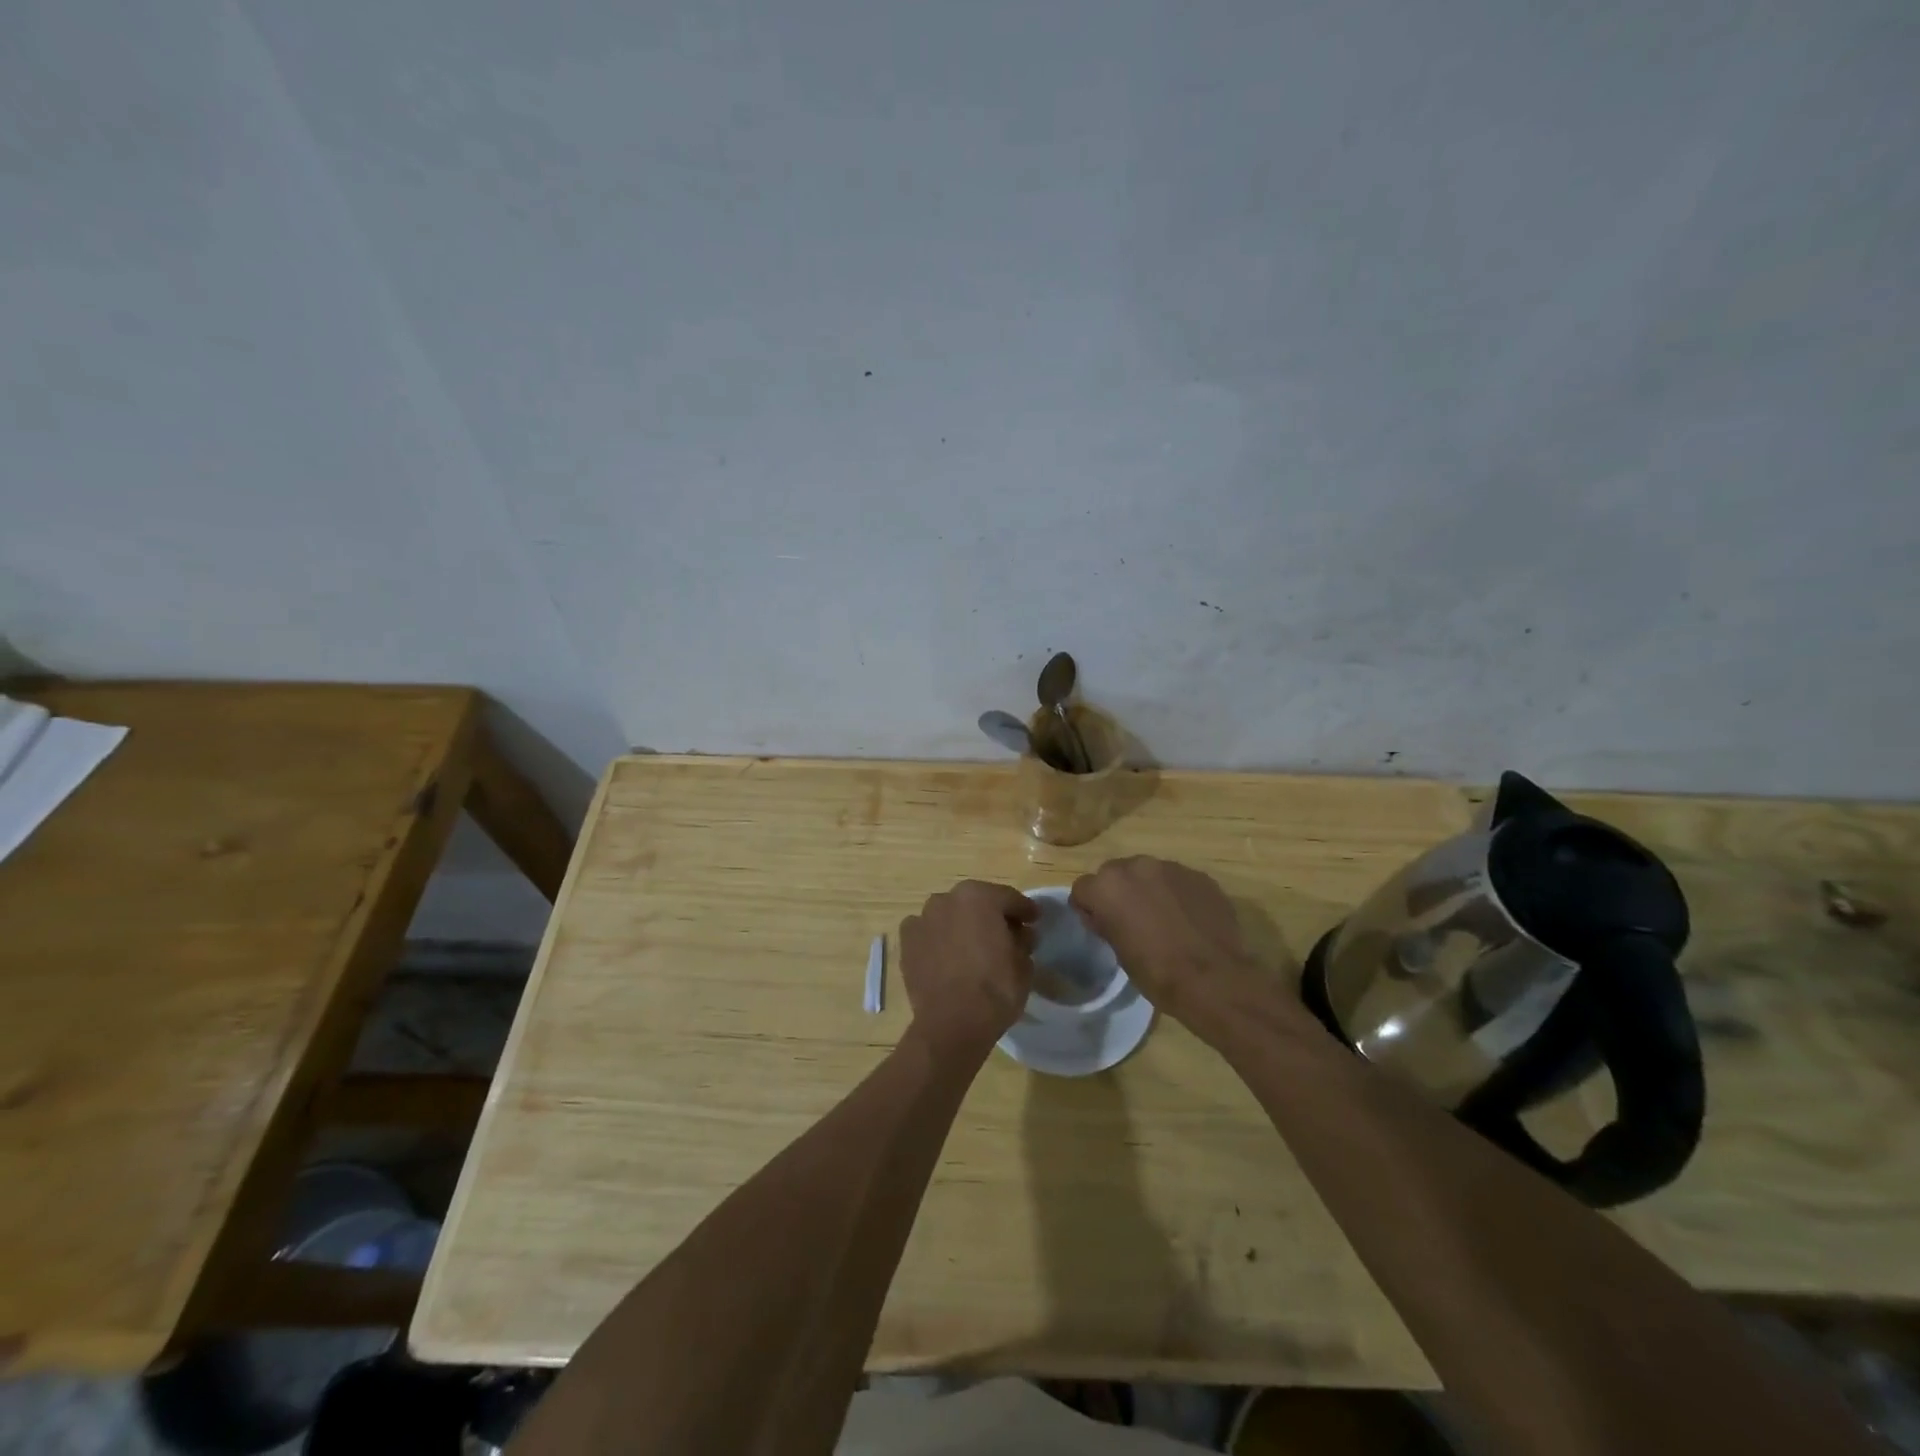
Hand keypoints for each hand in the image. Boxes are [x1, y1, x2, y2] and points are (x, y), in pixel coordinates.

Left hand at [899, 880, 1037, 1060]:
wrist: (952, 1023)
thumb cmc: (995, 989)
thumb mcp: (1024, 964)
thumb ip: (1023, 941)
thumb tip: (1020, 935)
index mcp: (980, 897)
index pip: (1009, 898)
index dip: (1025, 910)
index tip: (1034, 920)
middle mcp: (947, 899)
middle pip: (977, 903)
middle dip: (991, 916)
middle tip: (1006, 935)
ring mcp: (923, 918)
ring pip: (950, 916)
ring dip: (962, 925)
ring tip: (973, 948)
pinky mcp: (906, 941)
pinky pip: (929, 932)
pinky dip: (938, 939)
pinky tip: (948, 957)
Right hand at [1070, 857, 1281, 1040]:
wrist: (1214, 979)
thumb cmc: (1157, 972)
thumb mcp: (1118, 951)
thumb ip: (1107, 922)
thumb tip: (1106, 915)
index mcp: (1107, 887)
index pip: (1083, 888)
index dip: (1089, 908)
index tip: (1100, 926)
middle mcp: (1135, 866)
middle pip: (1115, 874)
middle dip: (1119, 892)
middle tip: (1132, 920)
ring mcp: (1171, 867)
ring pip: (1149, 873)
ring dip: (1149, 890)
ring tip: (1164, 919)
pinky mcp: (1199, 876)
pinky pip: (1178, 881)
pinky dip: (1177, 894)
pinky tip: (1189, 919)